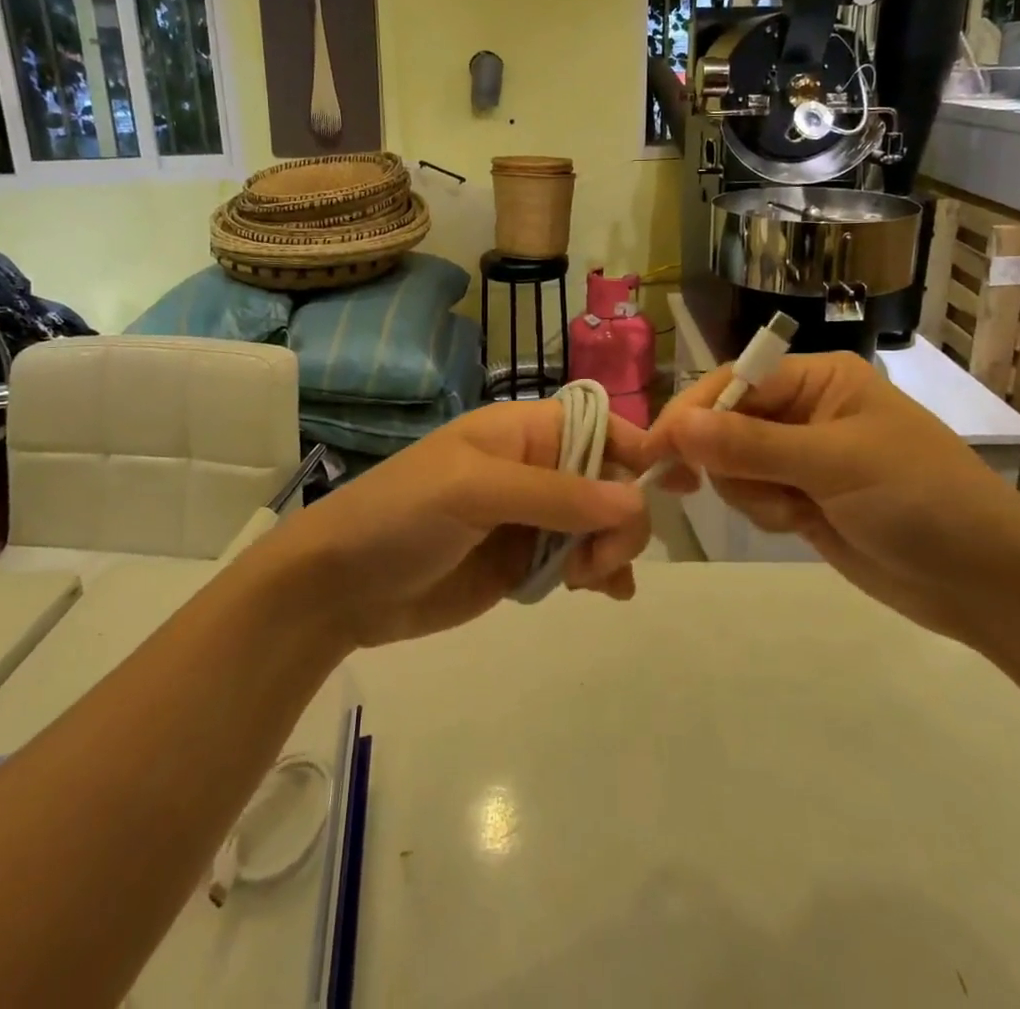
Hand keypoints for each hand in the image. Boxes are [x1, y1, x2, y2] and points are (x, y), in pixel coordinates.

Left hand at [276, 401, 654, 648]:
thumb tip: (636, 499)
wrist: (340, 586)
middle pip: (608, 479)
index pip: (598, 425)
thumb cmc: (401, 516)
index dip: (640, 446)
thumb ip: (556, 495)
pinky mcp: (521, 563)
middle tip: (599, 560)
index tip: (680, 481)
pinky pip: (578, 561)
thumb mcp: (474, 491)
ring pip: (599, 523)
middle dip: (620, 515)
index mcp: (520, 432)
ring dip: (611, 548)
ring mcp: (528, 518)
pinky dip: (600, 574)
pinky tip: (605, 593)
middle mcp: (533, 469)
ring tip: (590, 581)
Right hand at [645, 353, 1019, 642]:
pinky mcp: (802, 498)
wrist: (988, 582)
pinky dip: (763, 510)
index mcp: (817, 379)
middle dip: (724, 458)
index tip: (655, 451)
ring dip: (750, 491)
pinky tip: (799, 524)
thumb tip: (675, 425)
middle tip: (721, 488)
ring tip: (793, 511)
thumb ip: (751, 445)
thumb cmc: (921, 500)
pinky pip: (753, 495)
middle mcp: (804, 409)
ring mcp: (802, 457)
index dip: (692, 413)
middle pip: (726, 422)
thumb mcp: (835, 464)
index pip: (734, 382)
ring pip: (733, 463)